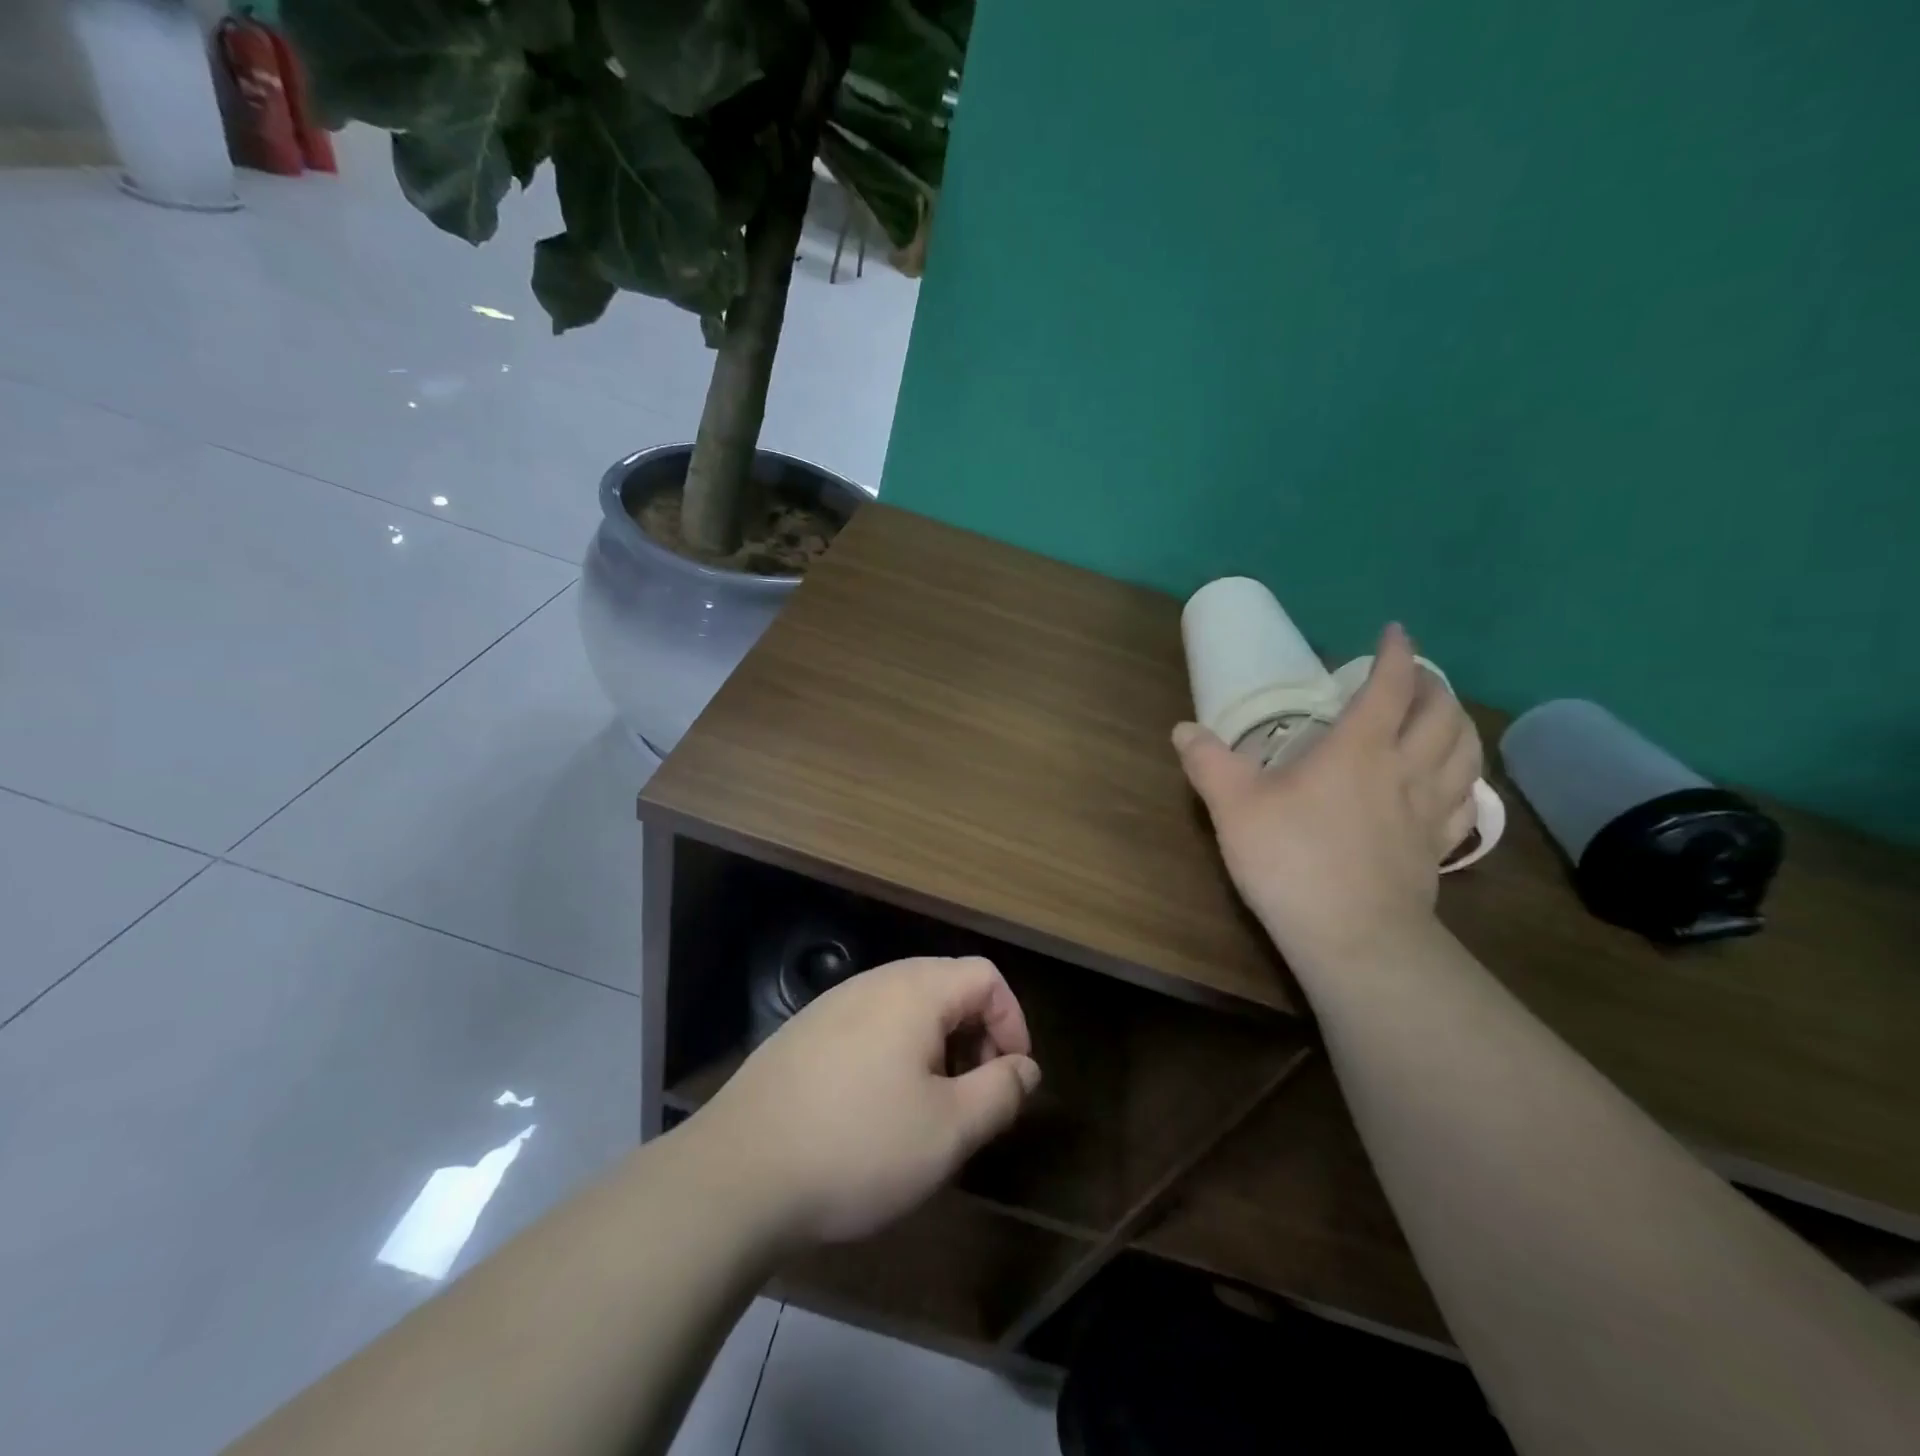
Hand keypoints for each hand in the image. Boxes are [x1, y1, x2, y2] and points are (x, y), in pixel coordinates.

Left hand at [693, 957, 1041, 1245]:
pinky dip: (894, 1053)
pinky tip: (875, 1107)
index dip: (1013, 1021)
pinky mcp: (804, 1033)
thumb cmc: (858, 1146)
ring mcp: (832, 1005)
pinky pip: (869, 1025)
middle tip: (974, 1095)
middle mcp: (873, 982)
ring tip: (929, 1106)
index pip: (986, 976)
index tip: (1011, 1078)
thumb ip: (999, 1092)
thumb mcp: (948, 1130)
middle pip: (947, 985)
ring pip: (906, 1007)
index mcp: (914, 990)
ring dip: (935, 1046)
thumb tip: (1024, 1068)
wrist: (737, 1173)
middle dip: (975, 1035)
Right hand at [1173, 623, 1480, 963]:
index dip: (1397, 654)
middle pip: (1441, 714)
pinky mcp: (1436, 848)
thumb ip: (1208, 762)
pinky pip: (1464, 802)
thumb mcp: (1234, 806)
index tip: (1396, 632)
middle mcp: (1404, 769)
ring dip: (1458, 725)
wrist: (1353, 937)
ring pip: (1463, 753)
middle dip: (1432, 686)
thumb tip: (1183, 729)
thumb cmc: (1292, 860)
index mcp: (1359, 749)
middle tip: (1414, 678)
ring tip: (1441, 719)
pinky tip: (1450, 784)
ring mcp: (1428, 811)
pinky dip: (1462, 779)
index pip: (1390, 687)